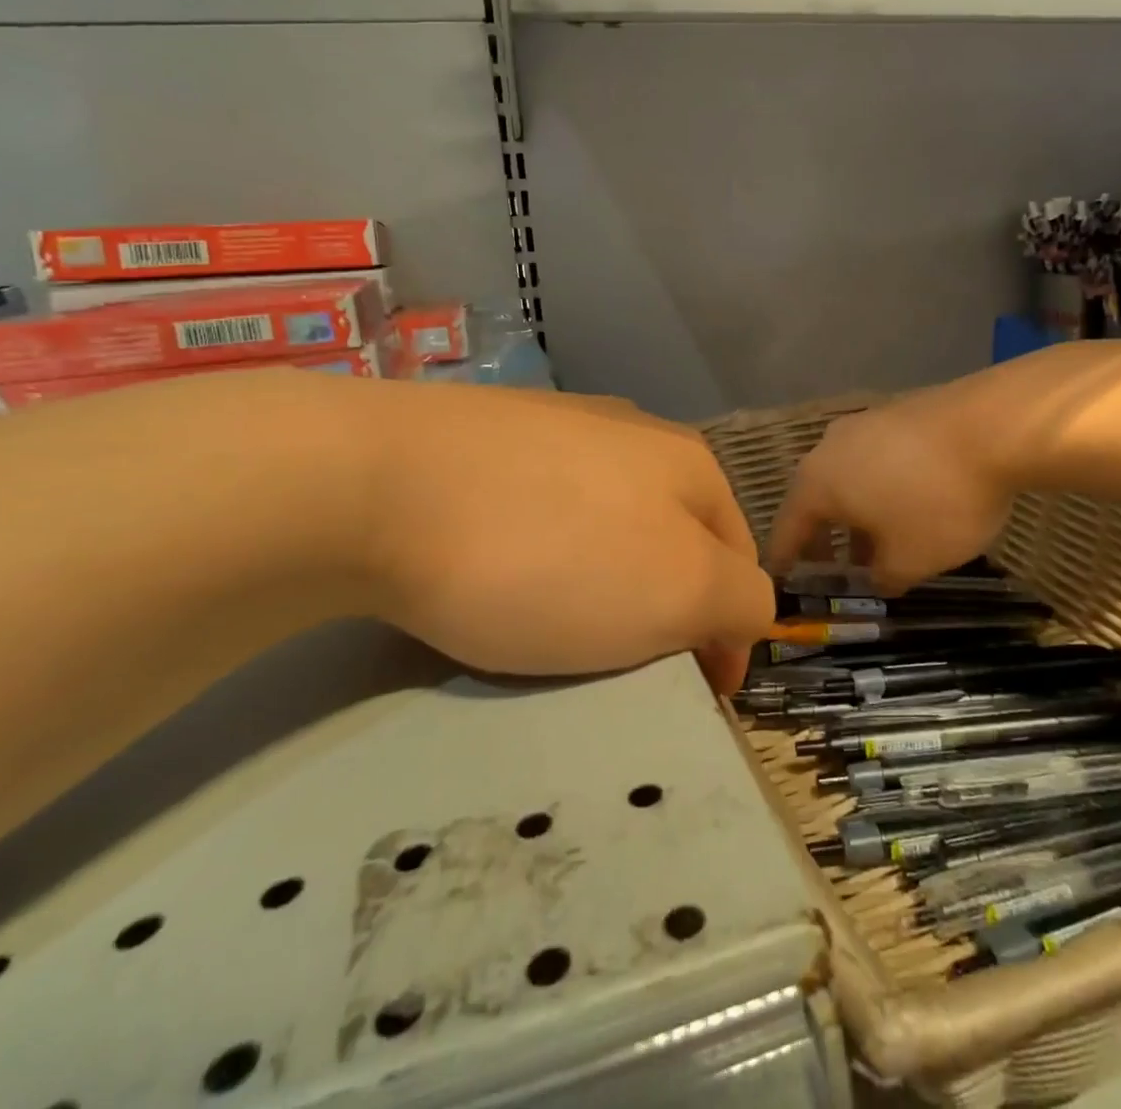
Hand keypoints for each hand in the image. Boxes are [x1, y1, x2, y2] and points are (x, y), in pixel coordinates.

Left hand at [352, 385, 773, 691]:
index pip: (740, 559)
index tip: (698, 694)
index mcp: (688, 461)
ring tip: (554, 625)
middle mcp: (629, 432)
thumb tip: (744, 608)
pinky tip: (497, 570)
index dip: (730, 634)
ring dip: (600, 578)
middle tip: (623, 664)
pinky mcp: (482, 436)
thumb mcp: (679, 592)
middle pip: (671, 537)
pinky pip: (535, 509)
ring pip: (602, 522)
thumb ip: (740, 600)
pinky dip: (537, 551)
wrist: (376, 481)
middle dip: (664, 604)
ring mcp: (552, 426)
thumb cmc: (550, 550)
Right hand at [766, 385, 1014, 593]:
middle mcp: (828, 448)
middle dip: (825, 540)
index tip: (784, 584)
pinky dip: (880, 487)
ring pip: (847, 478)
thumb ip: (883, 578)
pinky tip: (908, 503)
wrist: (994, 425)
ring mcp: (863, 424)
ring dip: (856, 514)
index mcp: (817, 484)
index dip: (785, 561)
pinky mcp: (897, 412)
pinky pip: (875, 459)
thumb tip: (877, 578)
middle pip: (815, 501)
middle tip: (835, 572)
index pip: (786, 530)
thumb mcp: (911, 561)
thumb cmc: (938, 500)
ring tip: (879, 542)